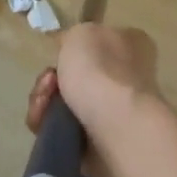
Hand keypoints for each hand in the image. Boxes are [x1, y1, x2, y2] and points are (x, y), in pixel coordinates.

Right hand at [25, 24, 163, 176]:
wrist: (116, 126)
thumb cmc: (102, 69)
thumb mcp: (82, 33)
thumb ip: (74, 37)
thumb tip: (71, 50)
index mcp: (133, 45)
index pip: (98, 42)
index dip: (72, 47)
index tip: (57, 52)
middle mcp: (127, 78)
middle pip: (76, 75)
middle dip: (52, 79)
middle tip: (48, 81)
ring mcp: (114, 113)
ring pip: (65, 103)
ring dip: (45, 102)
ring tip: (43, 104)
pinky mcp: (98, 144)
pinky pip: (62, 130)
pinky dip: (48, 125)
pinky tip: (44, 122)